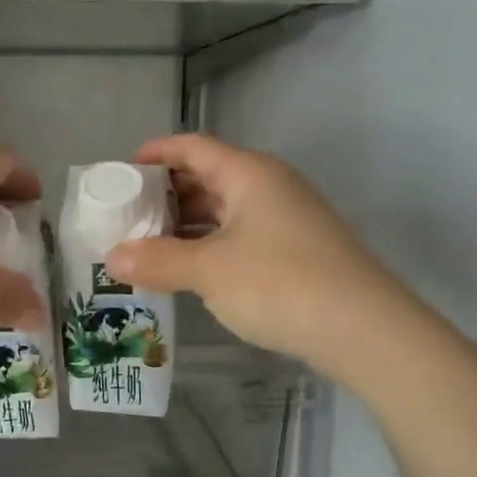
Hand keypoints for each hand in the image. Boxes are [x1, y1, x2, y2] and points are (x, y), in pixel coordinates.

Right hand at [104, 134, 393, 370]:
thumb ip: (157, 260)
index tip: (121, 171)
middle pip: (208, 176)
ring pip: (225, 209)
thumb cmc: (279, 283)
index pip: (192, 147)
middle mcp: (269, 186)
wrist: (364, 328)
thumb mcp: (208, 271)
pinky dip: (210, 244)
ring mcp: (287, 218)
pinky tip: (190, 268)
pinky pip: (241, 235)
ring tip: (148, 244)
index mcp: (248, 173)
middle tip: (127, 214)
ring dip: (187, 224)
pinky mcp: (296, 250)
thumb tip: (112, 258)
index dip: (155, 153)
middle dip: (166, 193)